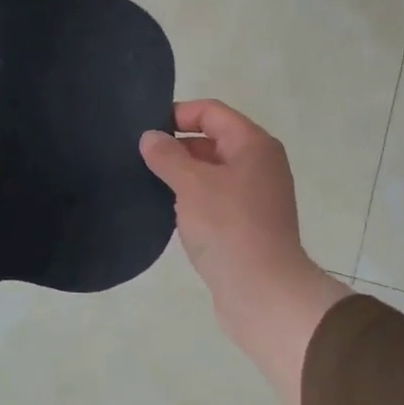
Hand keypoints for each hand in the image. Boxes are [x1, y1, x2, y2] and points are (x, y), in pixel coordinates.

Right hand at [141, 101, 349, 404]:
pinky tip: (170, 211)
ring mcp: (256, 196)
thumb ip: (167, 156)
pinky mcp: (248, 225)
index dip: (178, 114)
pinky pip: (216, 199)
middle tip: (140, 158)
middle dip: (178, 146)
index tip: (145, 130)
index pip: (212, 112)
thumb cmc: (228, 227)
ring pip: (213, 172)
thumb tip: (150, 137)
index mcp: (253, 145)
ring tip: (148, 182)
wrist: (263, 292)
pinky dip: (194, 199)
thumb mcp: (191, 185)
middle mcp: (260, 164)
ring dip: (184, 175)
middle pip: (214, 140)